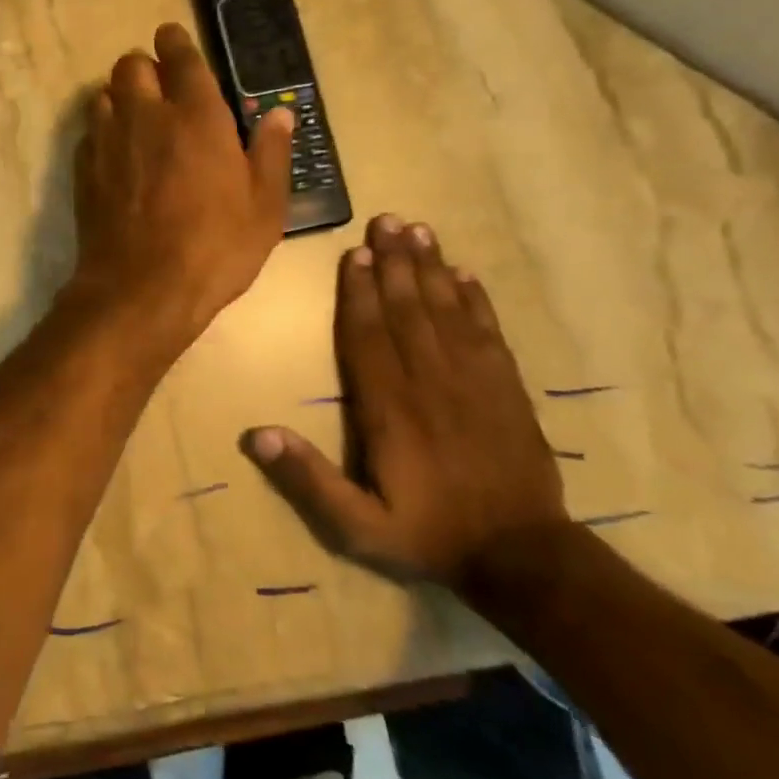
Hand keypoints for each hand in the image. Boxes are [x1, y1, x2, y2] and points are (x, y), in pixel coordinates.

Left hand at [70, 23, 292, 344]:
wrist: (141, 289)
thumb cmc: (215, 248)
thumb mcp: (265, 208)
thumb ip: (271, 154)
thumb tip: (279, 115)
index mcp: (197, 116)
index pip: (180, 57)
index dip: (175, 42)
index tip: (173, 39)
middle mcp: (146, 116)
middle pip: (131, 65)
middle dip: (145, 68)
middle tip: (161, 89)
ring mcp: (108, 141)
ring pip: (104, 93)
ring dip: (121, 97)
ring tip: (138, 120)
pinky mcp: (84, 169)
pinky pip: (90, 131)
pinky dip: (103, 131)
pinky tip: (117, 155)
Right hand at [241, 215, 567, 588]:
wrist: (522, 557)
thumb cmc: (428, 535)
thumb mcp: (357, 526)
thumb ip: (308, 480)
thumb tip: (257, 434)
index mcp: (390, 409)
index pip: (368, 338)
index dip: (359, 294)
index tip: (355, 255)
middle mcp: (430, 382)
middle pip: (408, 310)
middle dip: (394, 263)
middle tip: (385, 220)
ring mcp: (474, 381)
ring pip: (447, 311)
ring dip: (431, 269)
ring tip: (418, 231)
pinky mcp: (507, 388)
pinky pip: (488, 332)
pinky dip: (476, 300)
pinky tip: (465, 274)